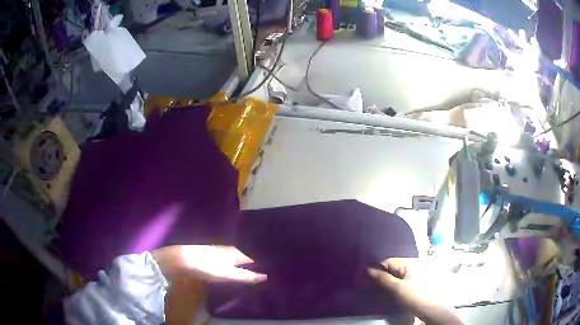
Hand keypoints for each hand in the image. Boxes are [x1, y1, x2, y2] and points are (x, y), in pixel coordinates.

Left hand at [152, 245, 266, 283]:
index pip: (252, 260)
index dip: (258, 268)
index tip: (265, 276)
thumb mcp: (228, 274)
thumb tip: (266, 276)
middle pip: (242, 259)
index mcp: (235, 252)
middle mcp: (228, 249)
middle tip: (256, 278)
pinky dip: (228, 266)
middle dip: (249, 267)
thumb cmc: (207, 267)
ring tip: (244, 277)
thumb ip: (246, 276)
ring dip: (238, 267)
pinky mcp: (208, 255)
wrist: (182, 260)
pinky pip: (224, 261)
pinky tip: (227, 273)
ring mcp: (217, 251)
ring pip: (232, 260)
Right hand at [368, 258, 461, 324]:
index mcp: (411, 262)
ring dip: (391, 283)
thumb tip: (367, 269)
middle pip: (395, 269)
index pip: (389, 261)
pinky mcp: (422, 283)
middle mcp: (417, 264)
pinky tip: (395, 296)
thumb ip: (382, 278)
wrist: (435, 310)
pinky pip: (406, 282)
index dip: (378, 270)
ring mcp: (421, 274)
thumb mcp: (397, 289)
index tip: (368, 281)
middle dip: (384, 277)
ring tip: (383, 293)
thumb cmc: (416, 297)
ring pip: (400, 276)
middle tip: (374, 288)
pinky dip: (399, 287)